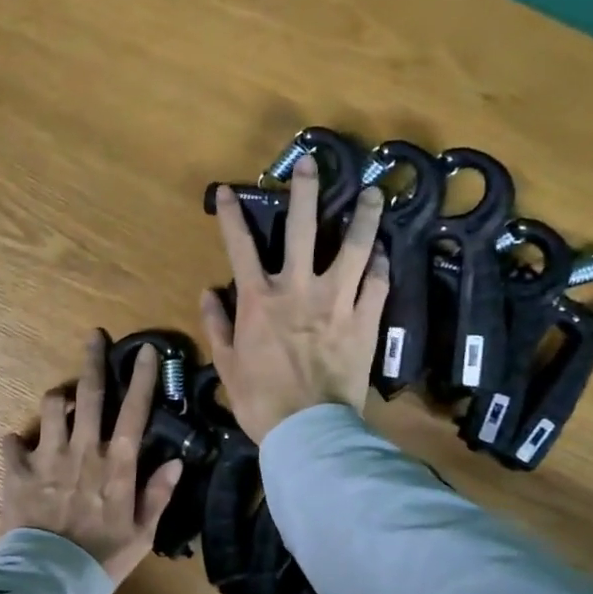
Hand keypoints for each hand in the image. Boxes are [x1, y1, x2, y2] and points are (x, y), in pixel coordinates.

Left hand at [1, 332, 185, 585]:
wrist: (52, 578)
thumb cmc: (103, 558)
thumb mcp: (142, 532)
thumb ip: (158, 493)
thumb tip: (176, 460)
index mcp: (116, 464)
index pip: (134, 411)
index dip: (141, 378)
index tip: (145, 350)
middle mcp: (83, 451)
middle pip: (90, 394)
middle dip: (93, 361)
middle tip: (93, 337)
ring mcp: (47, 457)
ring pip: (51, 407)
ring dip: (57, 398)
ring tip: (61, 400)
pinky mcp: (17, 472)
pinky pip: (11, 443)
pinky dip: (15, 441)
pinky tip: (18, 446)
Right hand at [200, 153, 389, 440]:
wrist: (308, 430)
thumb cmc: (260, 399)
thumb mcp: (226, 364)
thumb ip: (217, 324)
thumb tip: (207, 292)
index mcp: (259, 300)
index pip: (240, 246)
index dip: (231, 215)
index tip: (228, 189)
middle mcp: (298, 289)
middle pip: (304, 229)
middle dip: (305, 192)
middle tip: (312, 163)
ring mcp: (337, 302)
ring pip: (356, 248)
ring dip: (365, 217)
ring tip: (374, 193)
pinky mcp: (366, 320)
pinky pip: (378, 284)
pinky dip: (381, 266)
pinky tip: (385, 252)